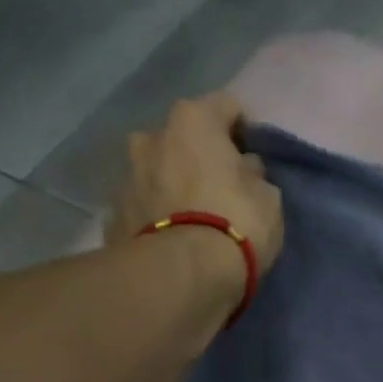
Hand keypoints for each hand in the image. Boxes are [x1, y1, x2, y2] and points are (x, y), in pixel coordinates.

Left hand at [112, 93, 283, 275]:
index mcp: (193, 121)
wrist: (181, 275)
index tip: (253, 158)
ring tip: (192, 214)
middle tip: (220, 186)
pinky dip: (157, 213)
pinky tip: (173, 236)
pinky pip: (144, 204)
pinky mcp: (114, 213)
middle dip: (200, 155)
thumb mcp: (268, 199)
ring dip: (173, 182)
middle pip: (182, 137)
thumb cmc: (236, 224)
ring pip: (157, 169)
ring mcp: (127, 174)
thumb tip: (244, 170)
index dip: (243, 130)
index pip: (226, 106)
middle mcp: (152, 136)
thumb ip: (254, 176)